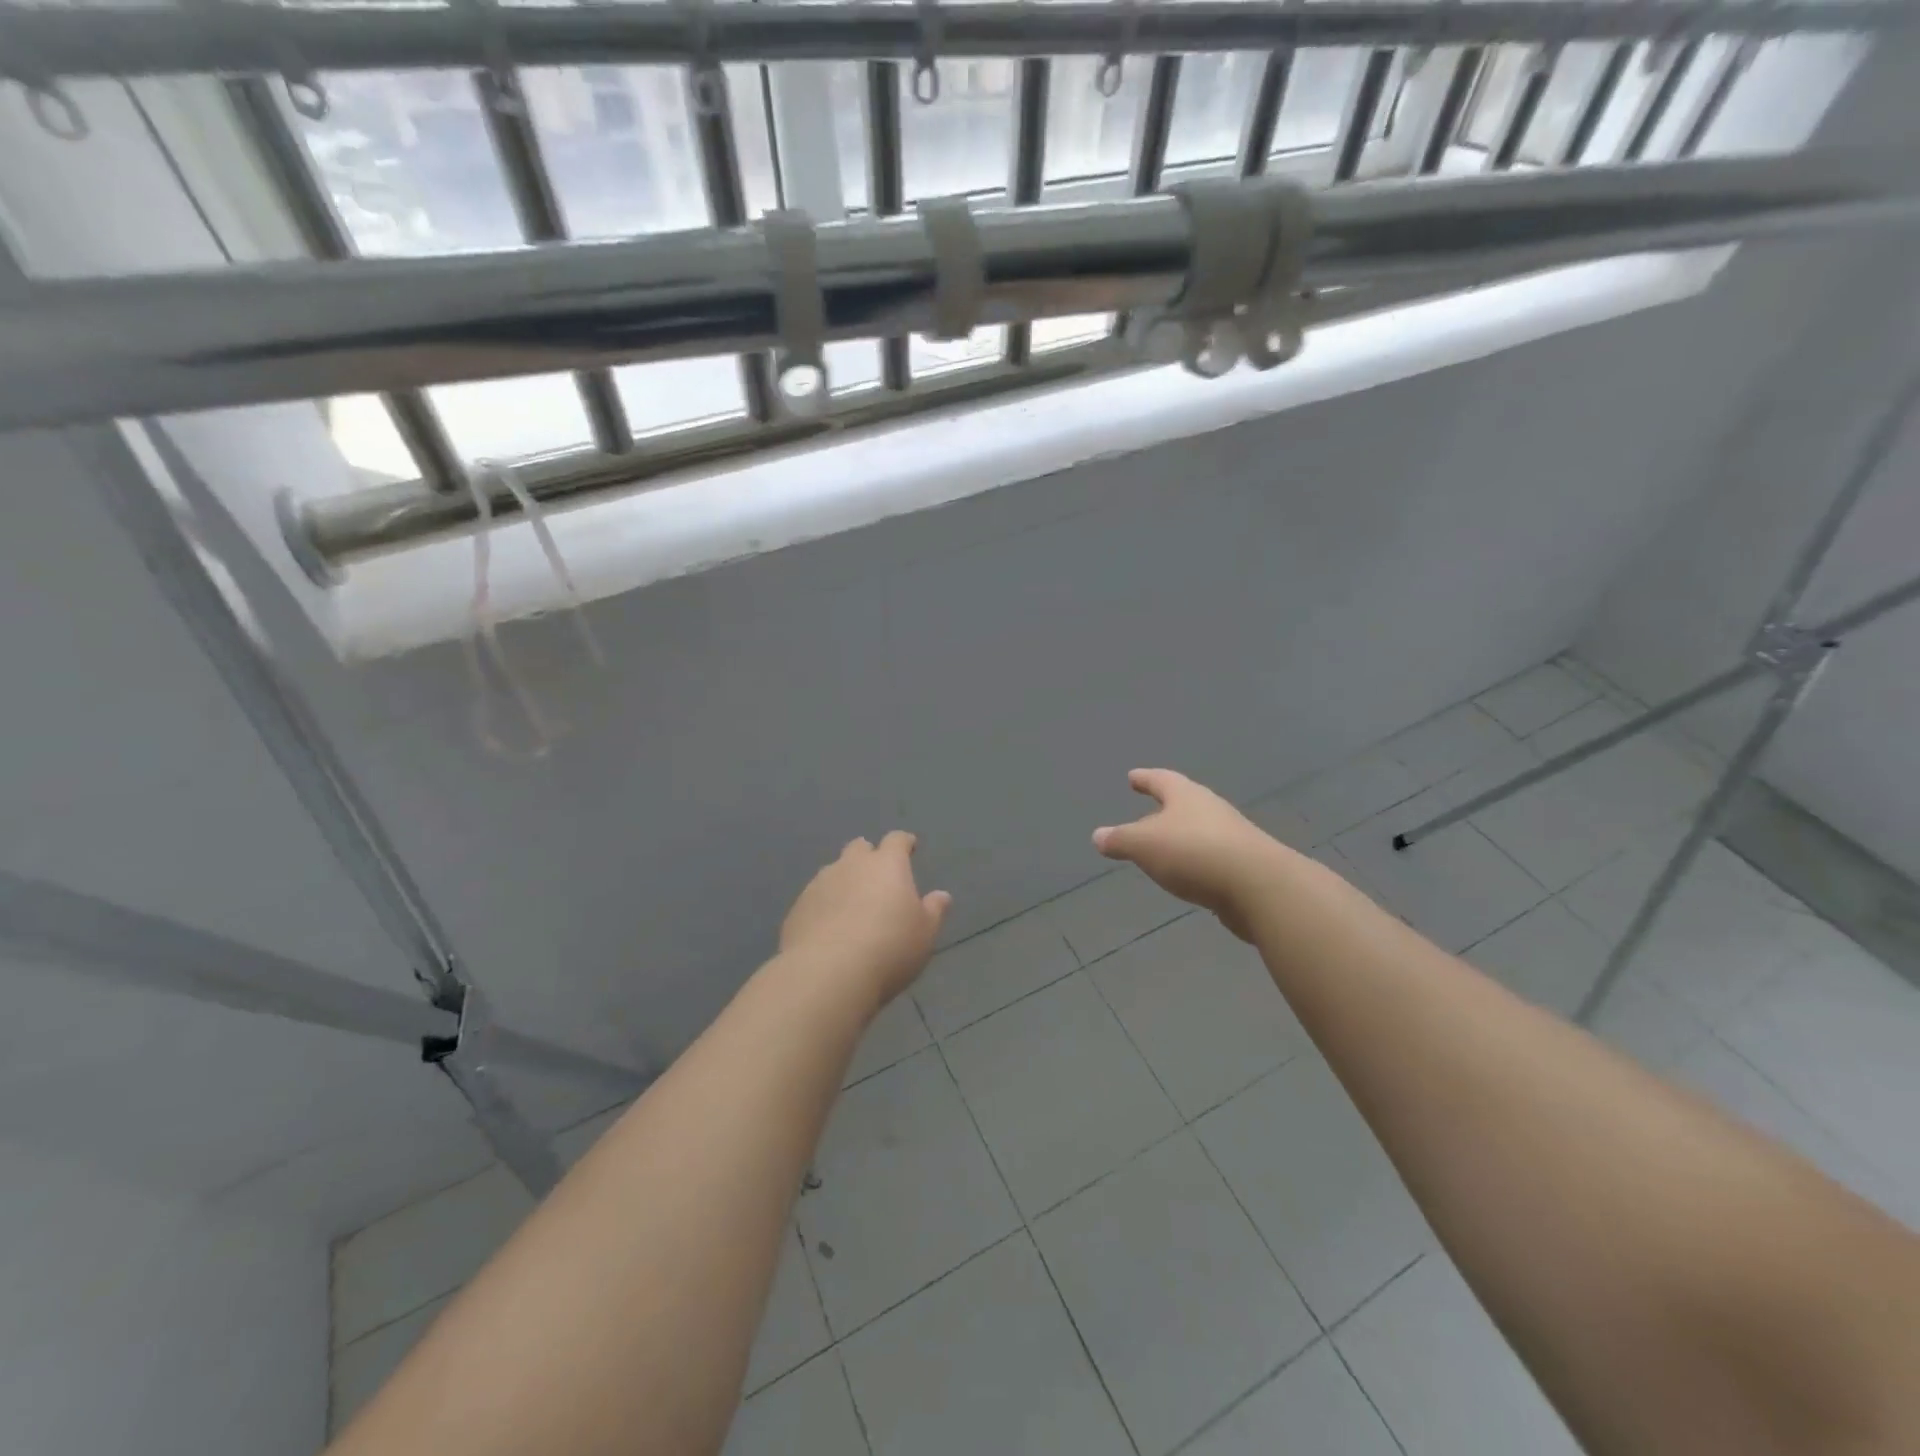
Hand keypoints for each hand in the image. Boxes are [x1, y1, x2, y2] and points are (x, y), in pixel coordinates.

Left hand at [780, 832, 952, 1008]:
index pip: (896, 841)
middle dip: (868, 856)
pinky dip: (824, 906)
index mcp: (887, 865)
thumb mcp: (924, 934)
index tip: (909, 847)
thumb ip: (933, 911)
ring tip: (851, 906)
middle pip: (859, 848)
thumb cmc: (889, 949)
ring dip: (844, 882)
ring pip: (834, 872)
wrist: (827, 974)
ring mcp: (820, 884)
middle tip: (877, 877)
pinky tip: (828, 929)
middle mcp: (851, 865)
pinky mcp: (797, 908)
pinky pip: (815, 898)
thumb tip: (941, 895)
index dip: (904, 843)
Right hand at [1093, 769, 1293, 940]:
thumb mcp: (1144, 845)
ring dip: (1180, 837)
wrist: (1258, 886)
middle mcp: (1210, 809)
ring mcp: (1231, 835)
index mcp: (1185, 795)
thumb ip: (1120, 840)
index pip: (1160, 780)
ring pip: (1198, 830)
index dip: (1145, 779)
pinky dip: (1194, 861)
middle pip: (1183, 803)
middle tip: (1146, 814)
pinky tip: (1187, 874)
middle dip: (1164, 809)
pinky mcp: (1244, 864)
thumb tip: (1098, 835)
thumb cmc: (1193, 853)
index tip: (1133, 777)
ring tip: (1163, 847)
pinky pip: (1210, 856)